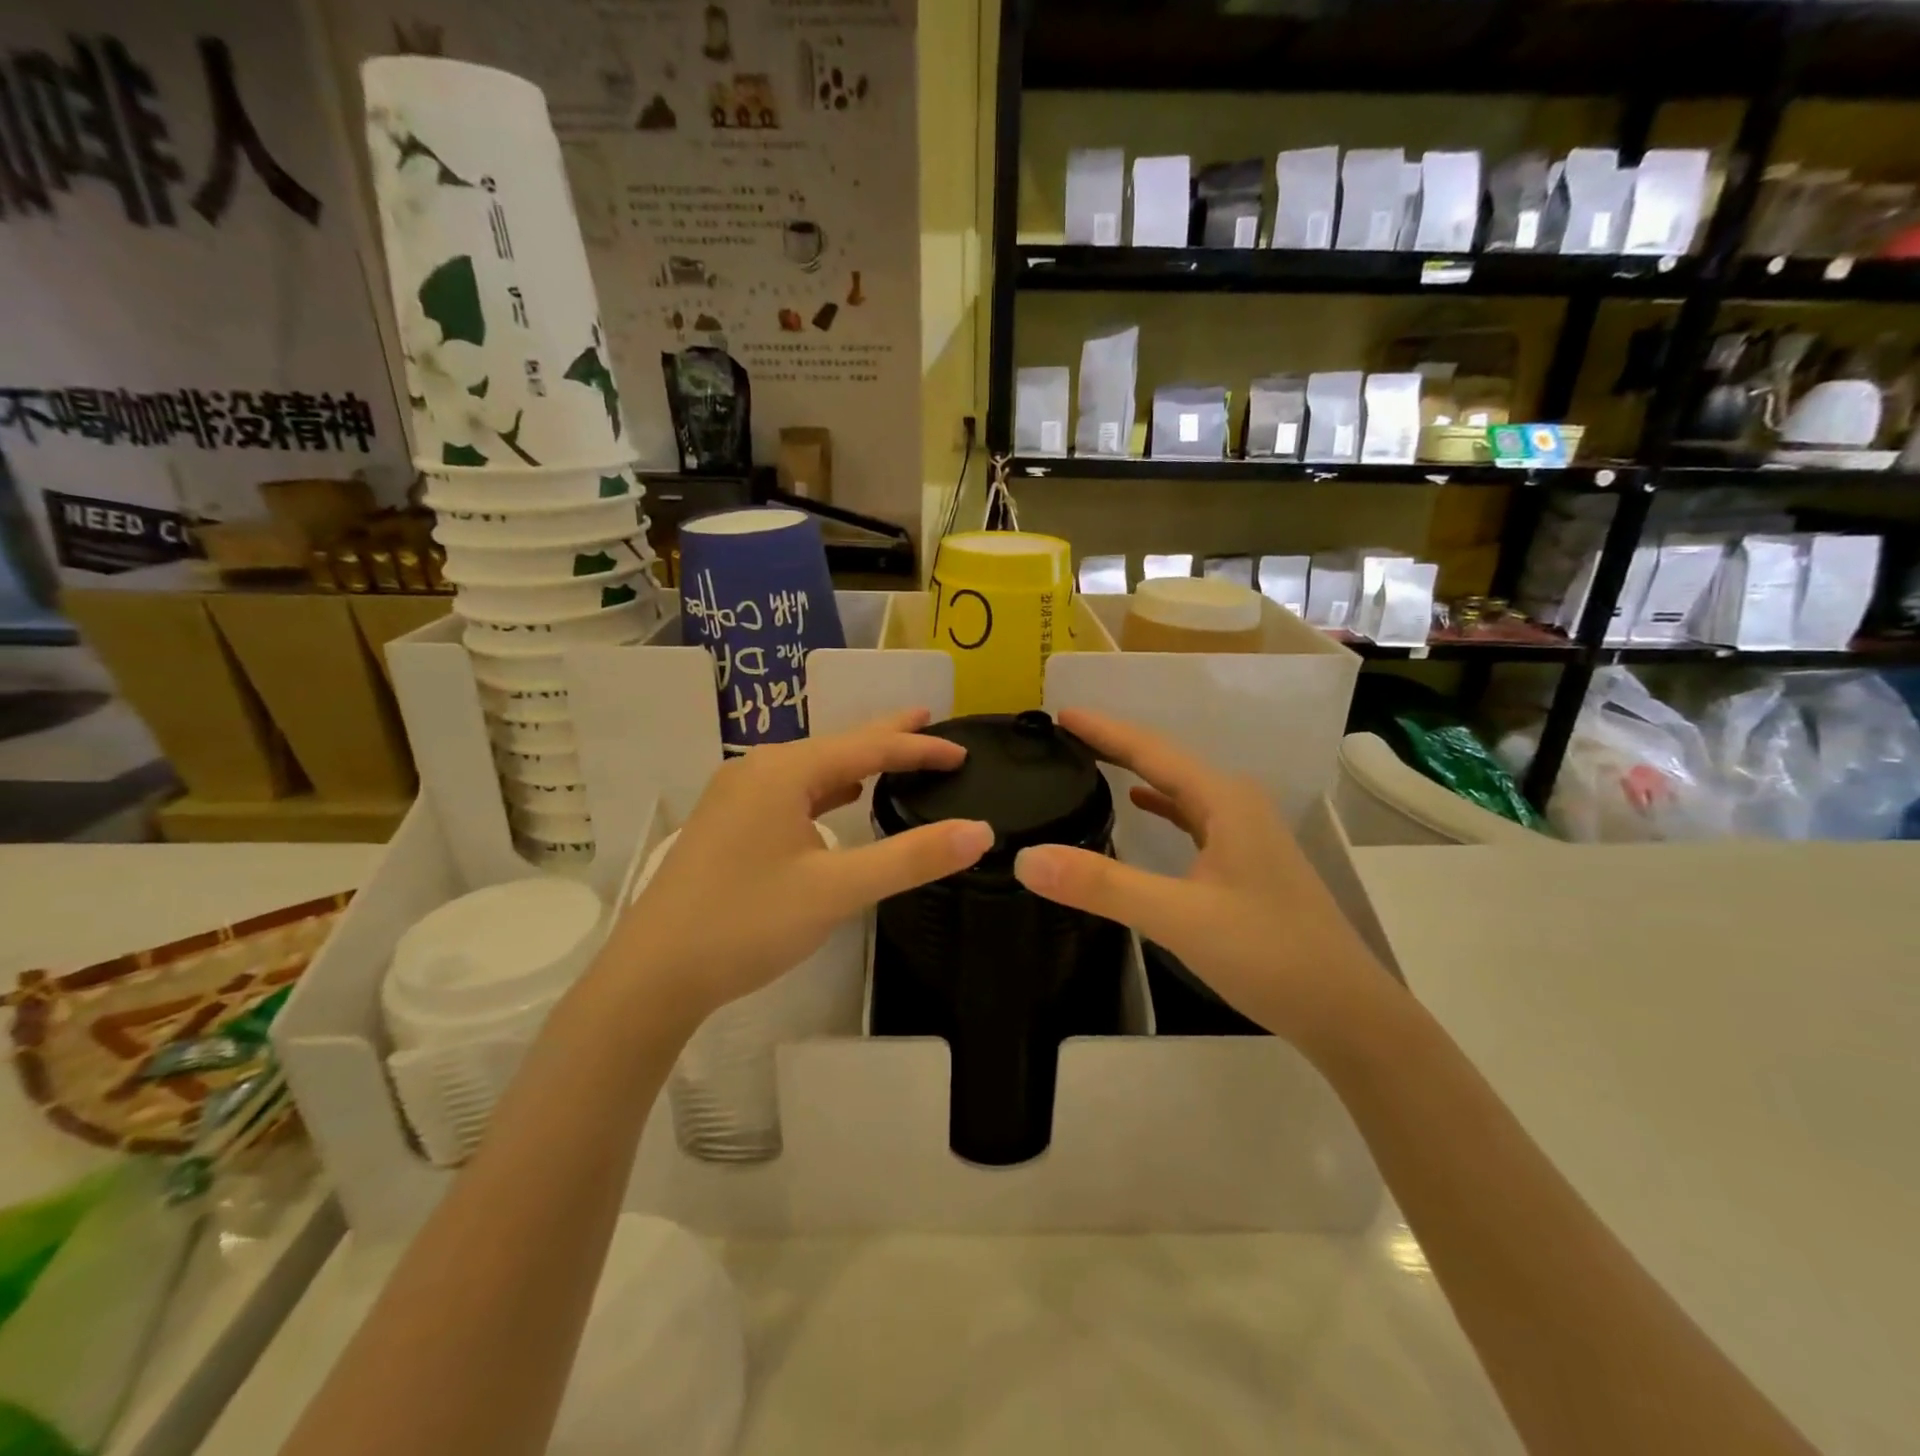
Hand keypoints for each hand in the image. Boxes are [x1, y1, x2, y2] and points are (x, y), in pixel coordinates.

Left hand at [615, 710, 992, 1026]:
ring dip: (855, 762)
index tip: (963, 753)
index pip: (868, 746)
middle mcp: (757, 769)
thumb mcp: (837, 890)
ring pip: (811, 768)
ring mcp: (736, 794)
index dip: (919, 748)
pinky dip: (825, 789)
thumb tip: (979, 831)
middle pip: (837, 744)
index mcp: (783, 771)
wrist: (652, 974)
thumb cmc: (746, 923)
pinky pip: (790, 791)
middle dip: (886, 736)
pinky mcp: (728, 822)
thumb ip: (910, 858)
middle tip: (930, 721)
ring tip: (892, 758)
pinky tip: (839, 800)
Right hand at [1011, 709, 1396, 1056]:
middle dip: (1114, 745)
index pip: (1150, 750)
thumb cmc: (1268, 955)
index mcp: (1224, 800)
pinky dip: (1161, 805)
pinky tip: (1140, 807)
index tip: (1059, 715)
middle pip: (1165, 761)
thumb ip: (1102, 885)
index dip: (1103, 730)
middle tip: (1064, 735)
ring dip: (1136, 770)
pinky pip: (1192, 816)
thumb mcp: (1178, 918)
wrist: (1347, 1012)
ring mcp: (1246, 833)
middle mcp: (1237, 804)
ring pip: (1180, 788)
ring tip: (1091, 760)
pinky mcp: (1246, 862)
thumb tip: (1026, 859)